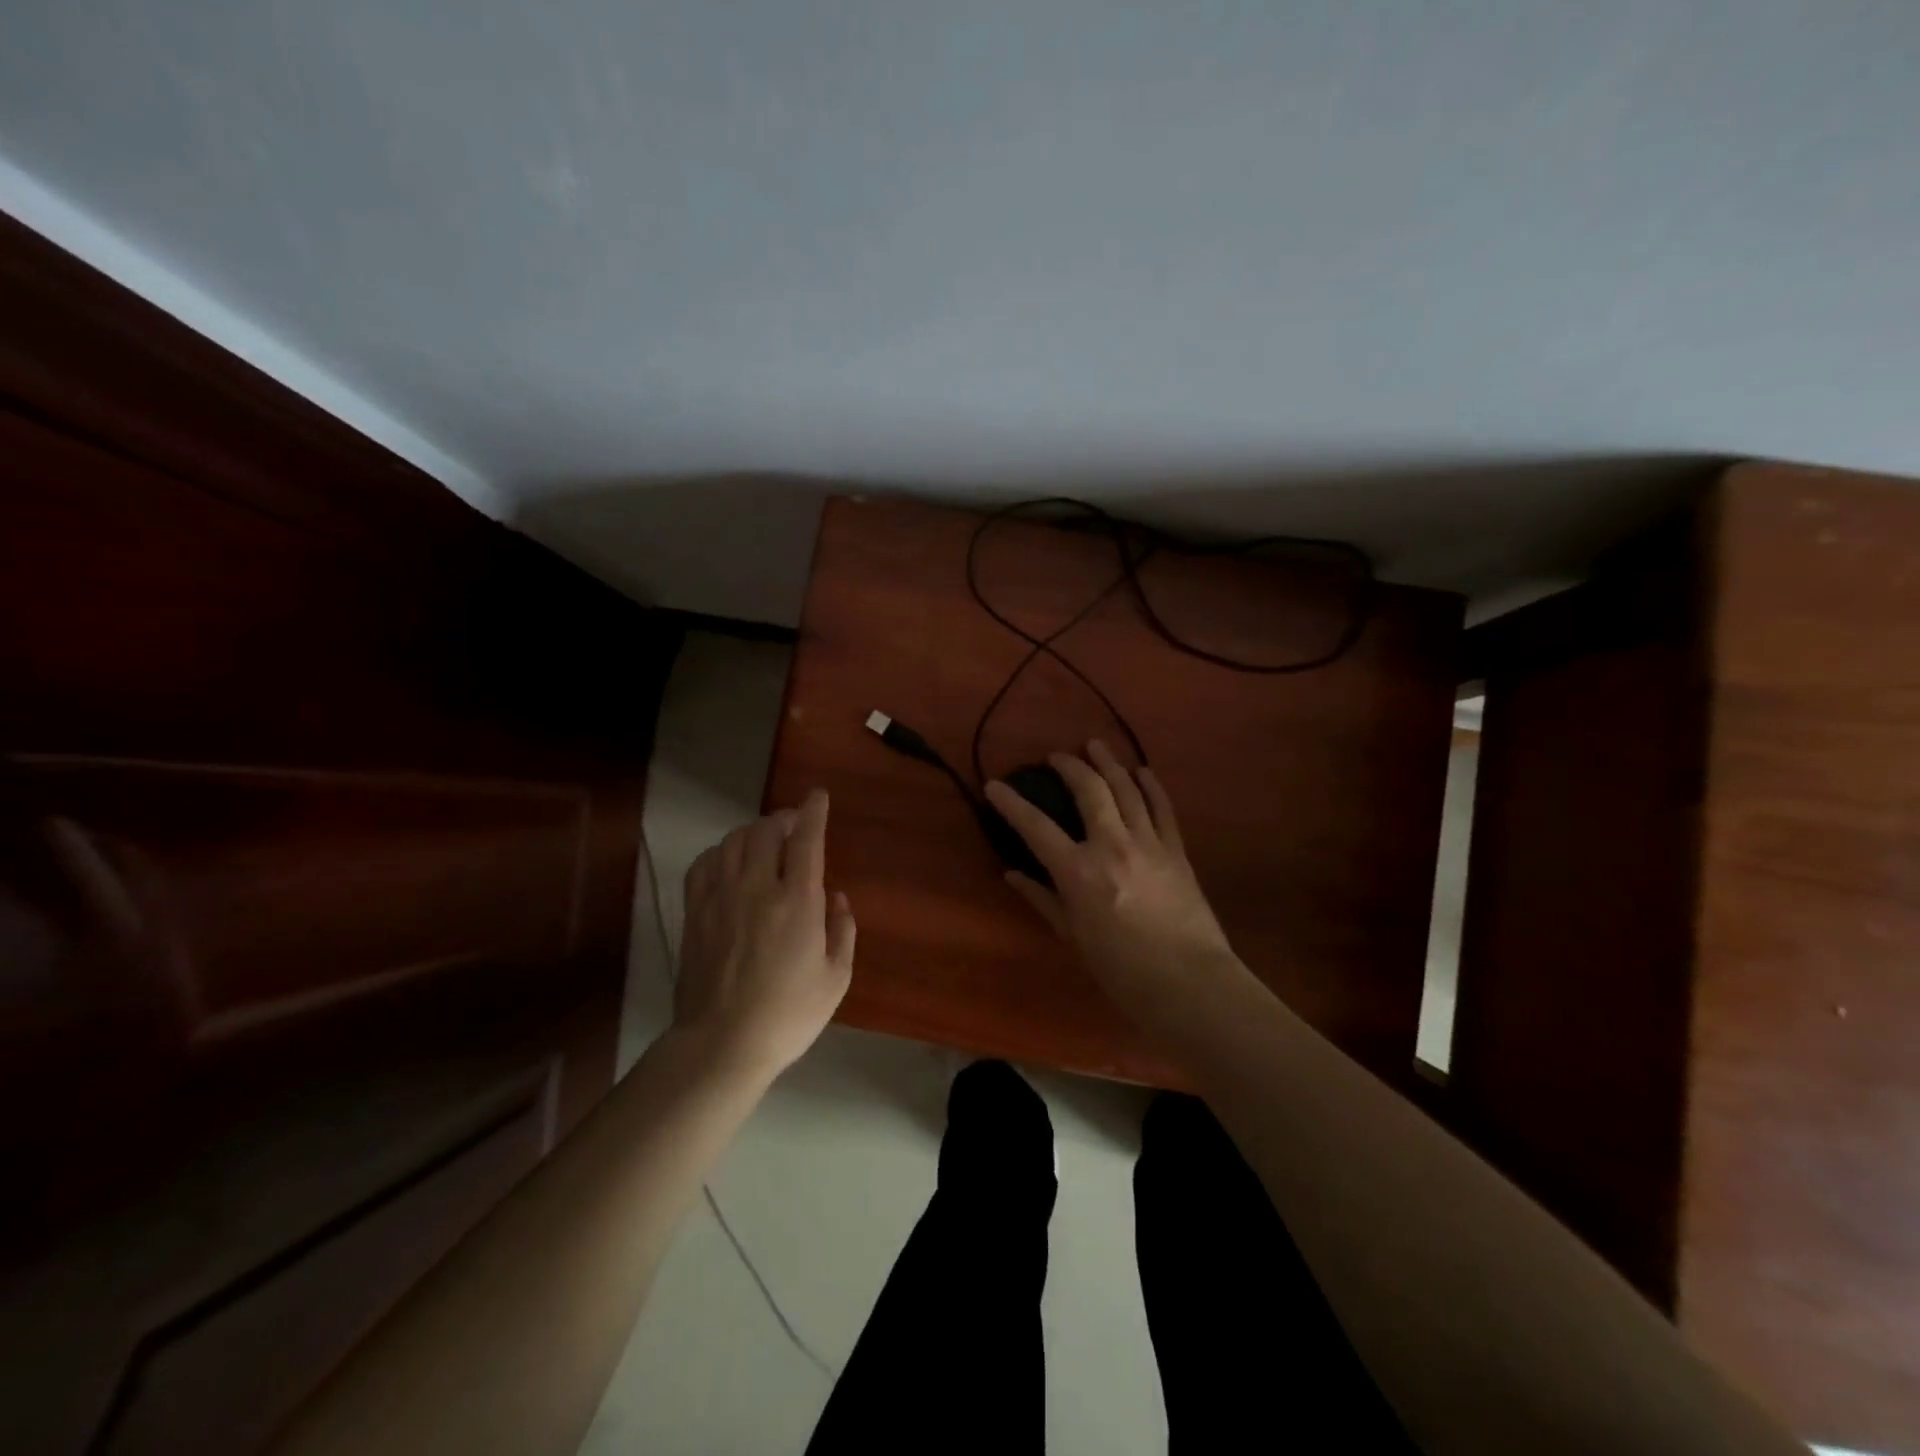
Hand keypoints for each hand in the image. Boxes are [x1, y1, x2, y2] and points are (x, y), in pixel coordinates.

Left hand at [674, 788, 854, 1078]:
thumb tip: (835, 897)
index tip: (818, 795)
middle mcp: (757, 887)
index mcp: (797, 901)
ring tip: (764, 842)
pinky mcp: (695, 912)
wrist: (722, 1044)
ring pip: (734, 841)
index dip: (813, 811)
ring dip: (753, 832)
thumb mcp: (836, 978)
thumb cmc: (788, 1014)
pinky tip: (729, 862)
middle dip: (784, 819)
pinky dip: (721, 852)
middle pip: (766, 831)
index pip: (806, 839)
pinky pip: (705, 863)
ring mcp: (720, 897)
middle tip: (794, 826)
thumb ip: (842, 930)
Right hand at [985, 742, 1235, 1002]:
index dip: (1011, 803)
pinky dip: (1151, 786)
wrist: (1188, 983)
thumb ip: (1042, 899)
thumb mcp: (1072, 936)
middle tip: (1057, 756)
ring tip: (1095, 746)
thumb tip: (1012, 873)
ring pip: (1127, 789)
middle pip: (1089, 790)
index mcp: (1078, 871)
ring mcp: (1148, 843)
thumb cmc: (1120, 969)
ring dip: (1109, 763)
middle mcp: (1112, 845)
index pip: (1036, 826)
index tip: (995, 786)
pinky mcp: (1176, 850)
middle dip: (1070, 766)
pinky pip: (1162, 808)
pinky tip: (1142, 770)